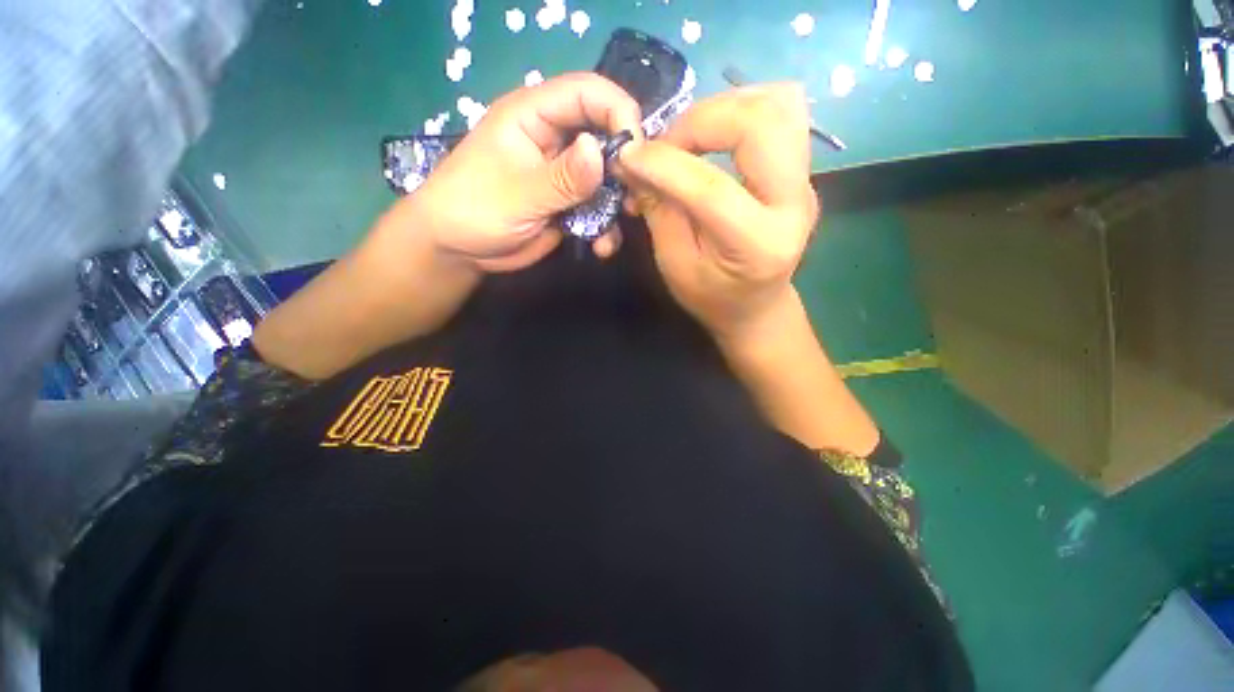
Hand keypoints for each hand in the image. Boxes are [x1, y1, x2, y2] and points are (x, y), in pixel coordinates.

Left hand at [402, 72, 641, 272]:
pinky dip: (605, 228)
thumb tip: (601, 150)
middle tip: (634, 197)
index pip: (585, 93)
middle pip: (604, 136)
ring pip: (605, 179)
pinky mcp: (568, 205)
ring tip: (619, 226)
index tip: (635, 151)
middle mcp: (554, 140)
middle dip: (624, 166)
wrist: (459, 250)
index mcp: (533, 116)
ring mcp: (563, 175)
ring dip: (617, 204)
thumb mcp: (518, 194)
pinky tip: (601, 247)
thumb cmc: (473, 210)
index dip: (617, 111)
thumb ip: (562, 177)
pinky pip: (597, 210)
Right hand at [613, 84, 817, 346]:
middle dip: (700, 119)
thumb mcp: (675, 265)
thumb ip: (659, 210)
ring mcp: (806, 182)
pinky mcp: (802, 171)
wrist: (757, 307)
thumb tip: (636, 161)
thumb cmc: (711, 298)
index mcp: (758, 245)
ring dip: (724, 107)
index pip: (711, 188)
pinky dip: (740, 109)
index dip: (664, 164)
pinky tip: (712, 135)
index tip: (628, 156)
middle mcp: (794, 205)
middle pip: (761, 122)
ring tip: (688, 136)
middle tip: (665, 144)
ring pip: (779, 104)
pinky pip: (780, 112)